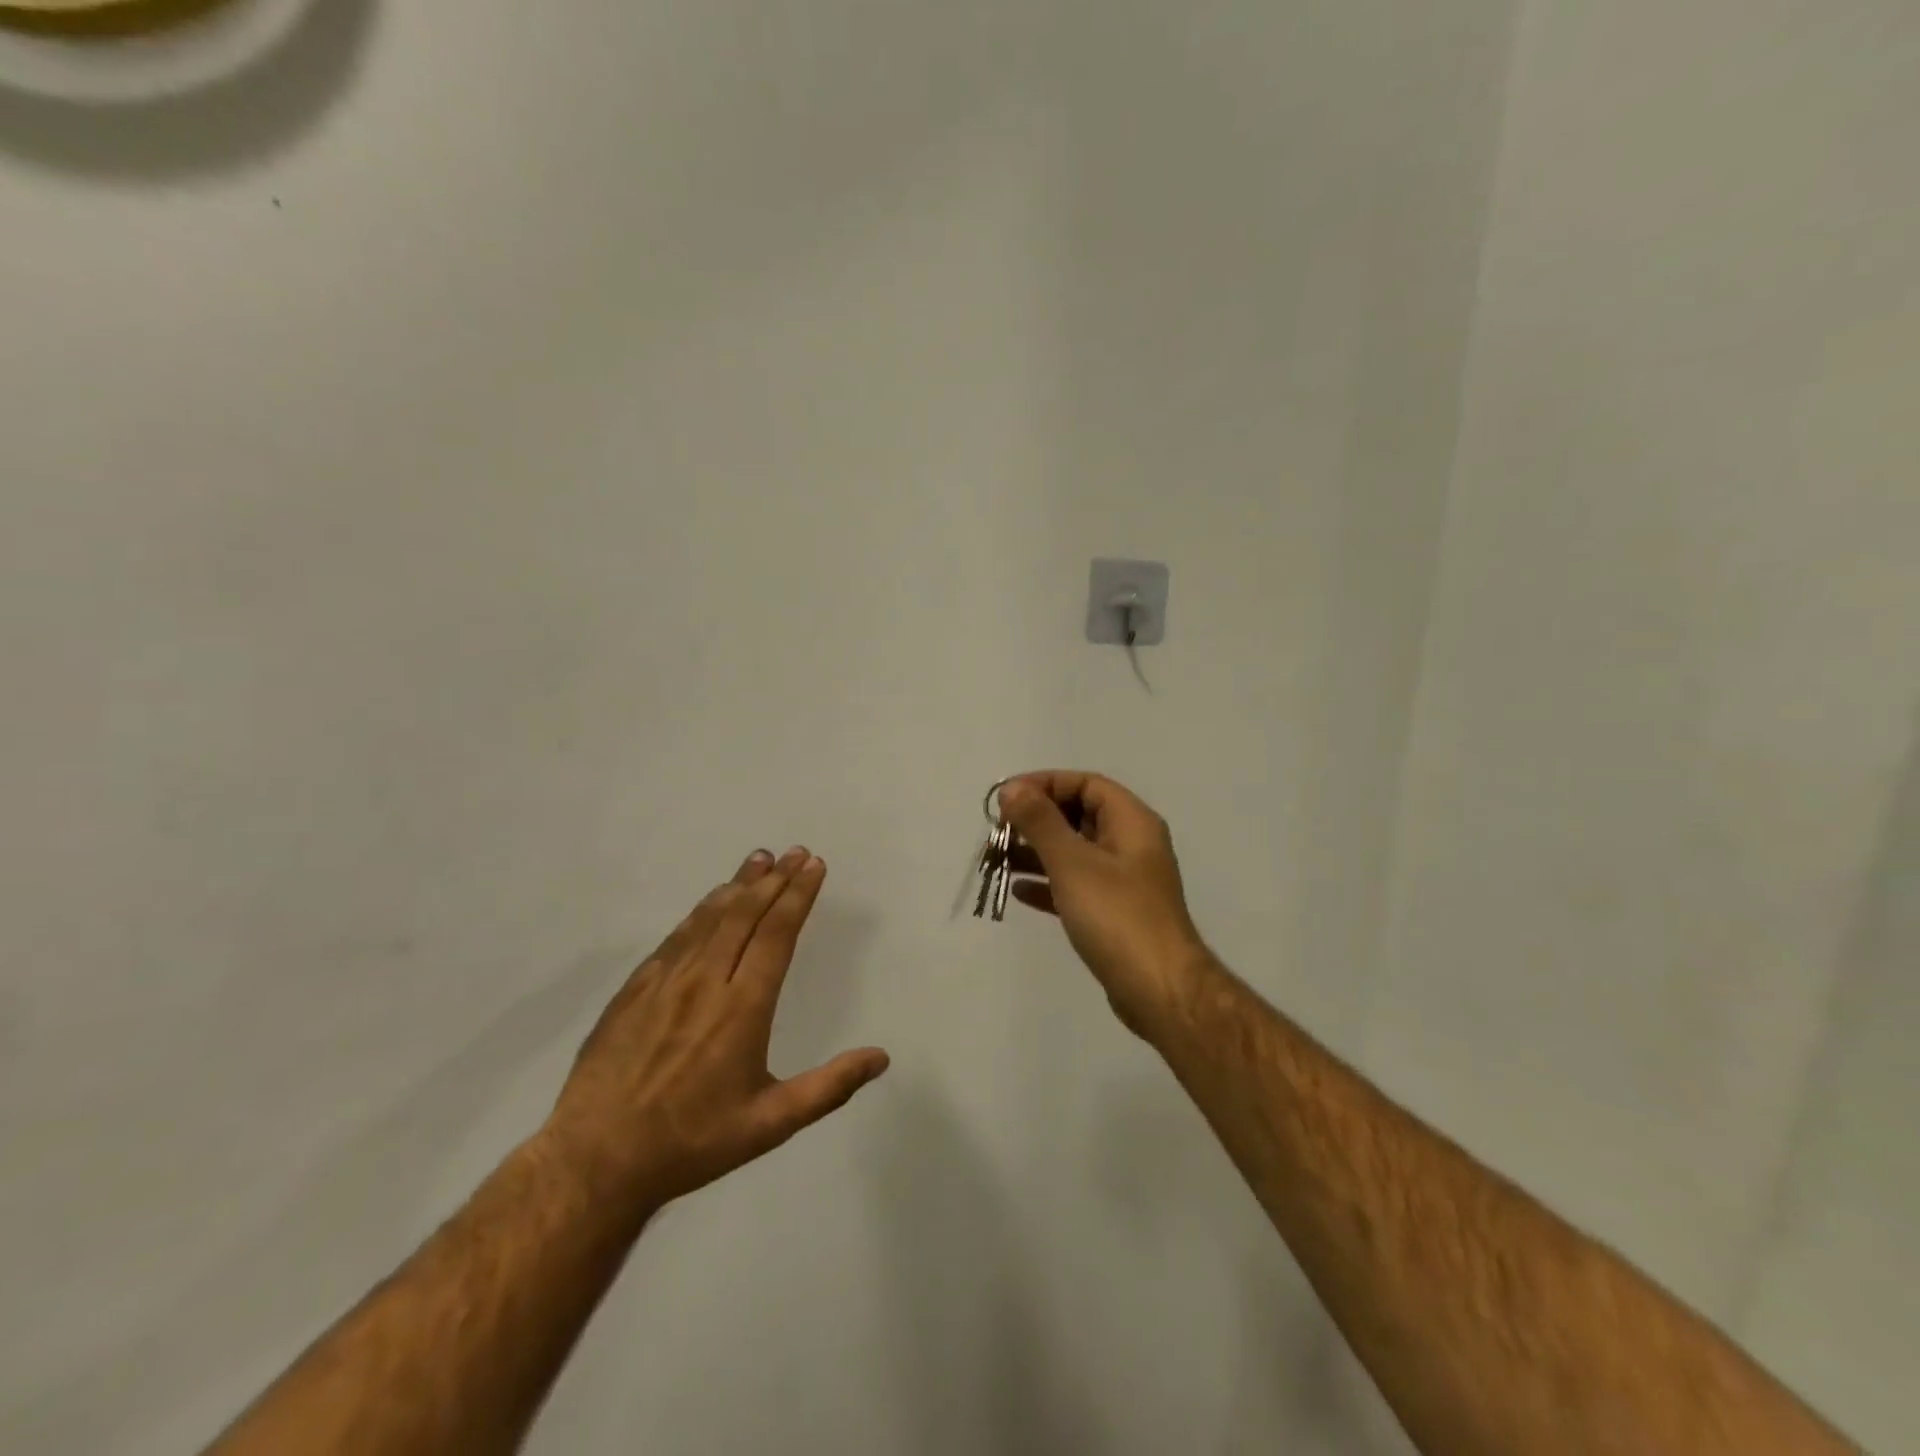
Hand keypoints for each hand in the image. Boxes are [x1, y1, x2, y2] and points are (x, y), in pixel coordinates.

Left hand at [544, 848, 888, 1210]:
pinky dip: (701, 911)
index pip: (777, 934)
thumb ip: (829, 1087)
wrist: (596, 1159)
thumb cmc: (693, 1141)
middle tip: (796, 852)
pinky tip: (711, 901)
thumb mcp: (771, 1124)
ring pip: (710, 918)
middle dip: (775, 879)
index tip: (814, 866)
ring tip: (760, 859)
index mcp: (743, 1008)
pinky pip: (676, 937)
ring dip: (739, 885)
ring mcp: (666, 982)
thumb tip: (881, 1057)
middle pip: (745, 915)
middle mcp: (706, 982)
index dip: (798, 895)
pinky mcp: (635, 990)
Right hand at [998, 772, 1212, 1039]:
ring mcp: (1124, 881)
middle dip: (1036, 819)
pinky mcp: (1115, 914)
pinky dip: (1048, 884)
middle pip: (1079, 815)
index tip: (1008, 797)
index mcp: (1132, 822)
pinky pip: (1076, 886)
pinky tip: (1018, 891)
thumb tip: (1012, 789)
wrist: (1159, 990)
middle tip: (998, 830)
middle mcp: (1131, 844)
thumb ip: (1040, 822)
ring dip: (1036, 852)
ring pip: (1074, 852)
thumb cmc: (1117, 916)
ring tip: (997, 859)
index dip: (1045, 783)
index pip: (1086, 784)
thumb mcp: (1073, 862)